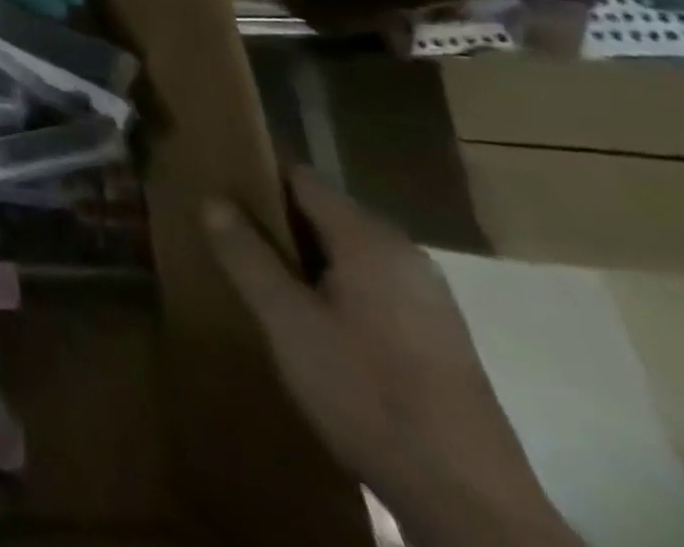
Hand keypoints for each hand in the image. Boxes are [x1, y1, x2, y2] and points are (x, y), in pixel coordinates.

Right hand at [203, 167, 579, 546]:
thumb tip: (211, 199)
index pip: (301, 178)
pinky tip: (309, 323)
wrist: (471, 506)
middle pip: (325, 213)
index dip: (256, 180)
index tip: (217, 195)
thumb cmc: (367, 395)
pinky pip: (371, 286)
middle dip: (276, 223)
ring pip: (347, 252)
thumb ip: (246, 255)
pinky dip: (334, 288)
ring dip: (303, 259)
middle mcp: (405, 255)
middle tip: (229, 241)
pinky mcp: (437, 337)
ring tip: (259, 280)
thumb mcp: (287, 321)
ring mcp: (428, 298)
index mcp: (370, 240)